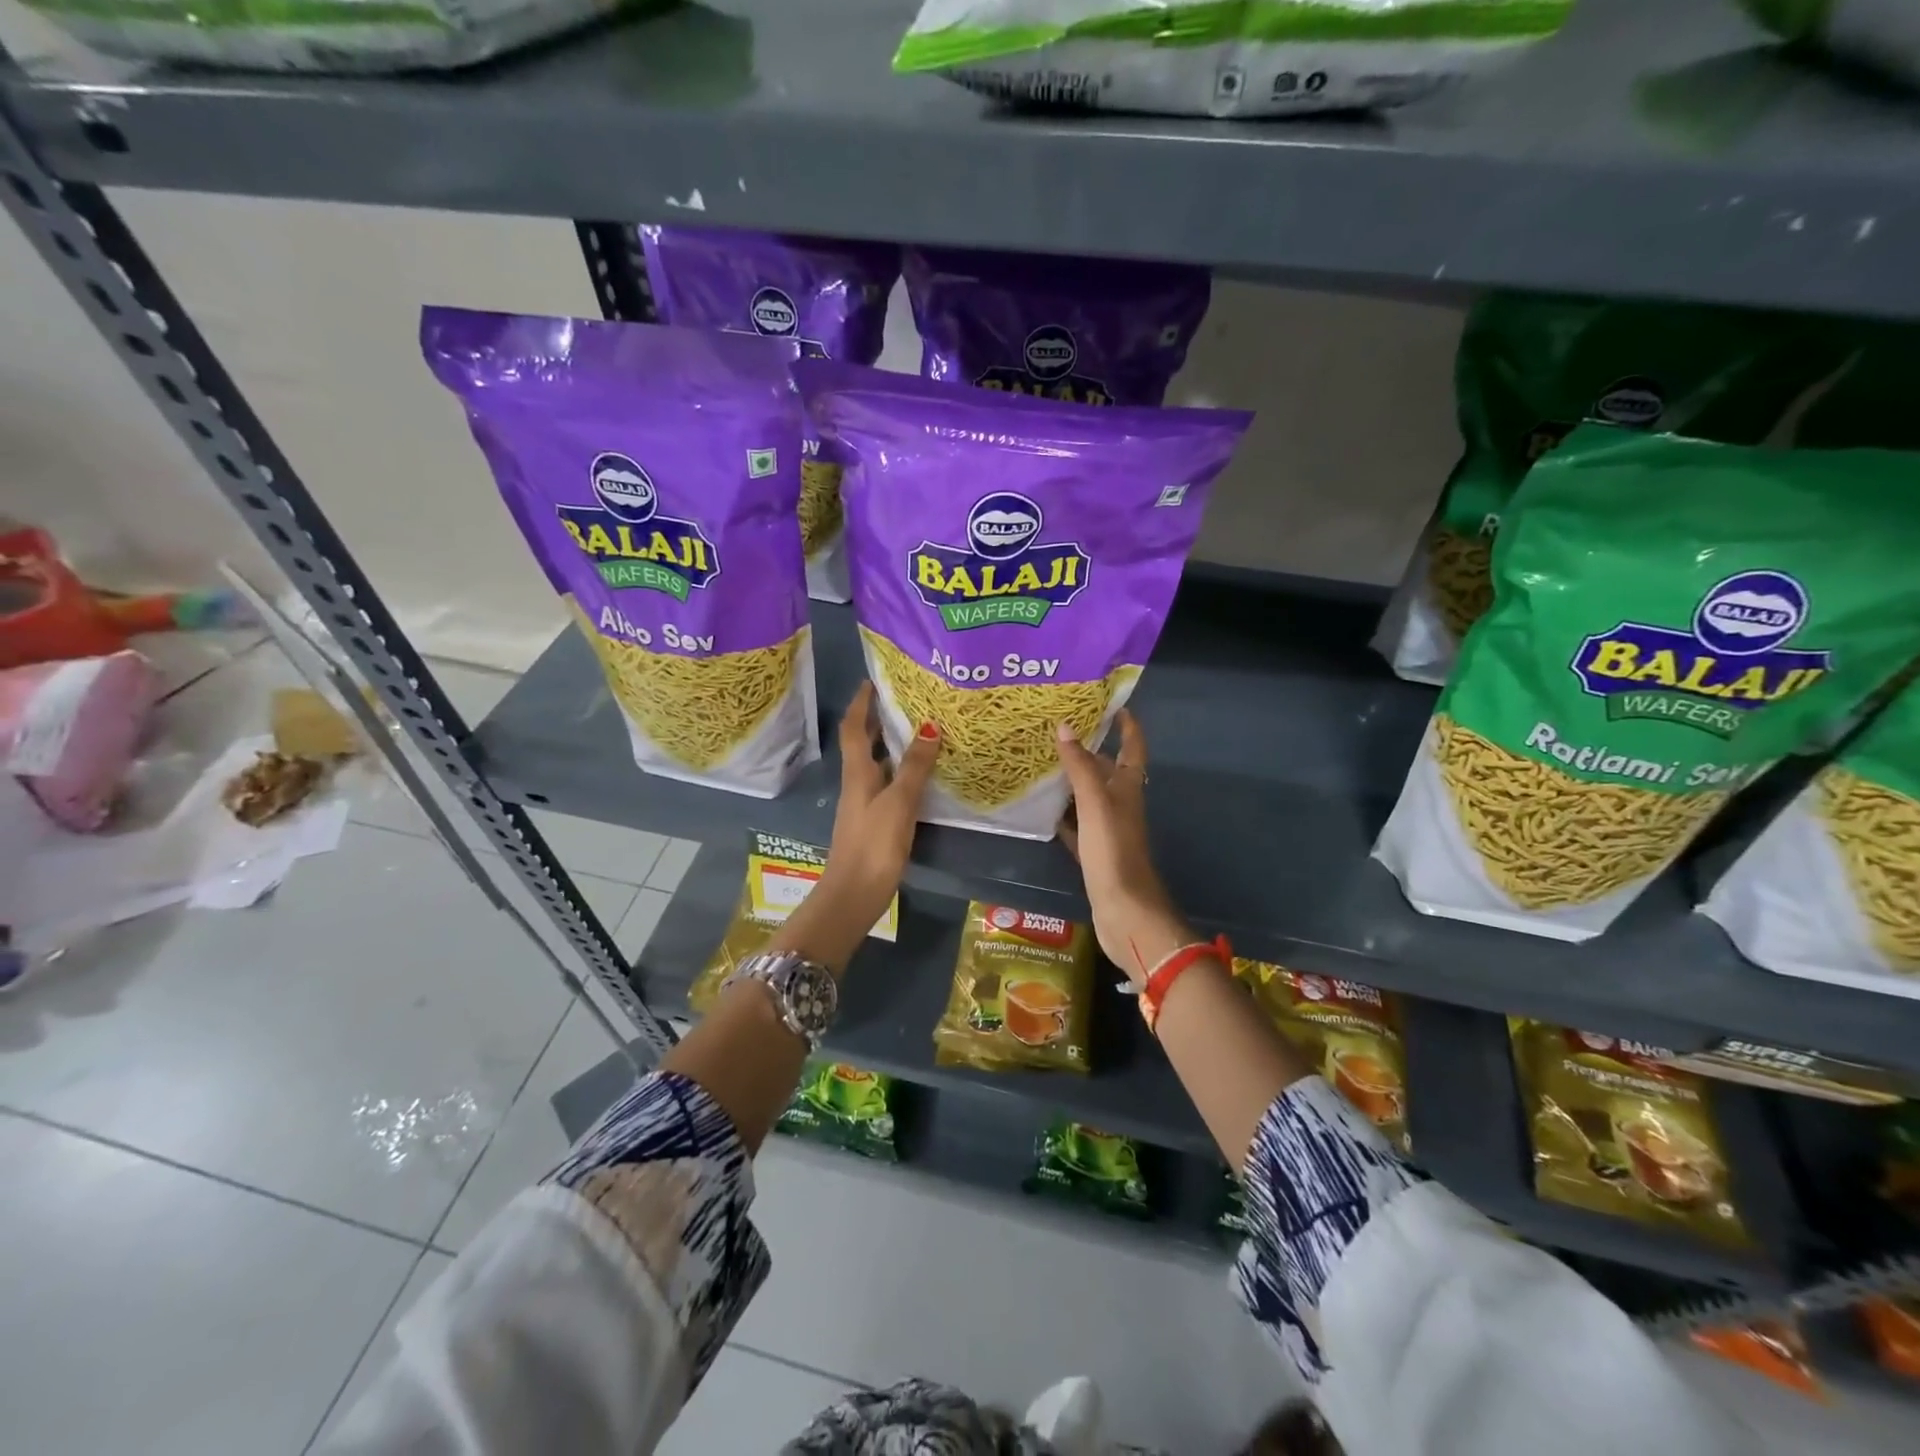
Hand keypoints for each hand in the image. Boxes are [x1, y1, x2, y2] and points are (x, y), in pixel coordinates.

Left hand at [769, 684, 940, 972]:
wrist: (854, 894)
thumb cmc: (873, 844)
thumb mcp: (899, 802)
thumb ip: (914, 766)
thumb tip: (929, 726)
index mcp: (857, 773)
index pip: (855, 728)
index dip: (861, 703)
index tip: (871, 681)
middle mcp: (857, 783)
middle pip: (864, 744)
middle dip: (877, 720)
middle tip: (902, 700)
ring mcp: (864, 804)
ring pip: (876, 764)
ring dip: (891, 745)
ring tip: (917, 730)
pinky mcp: (873, 823)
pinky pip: (887, 785)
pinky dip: (900, 772)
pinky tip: (919, 776)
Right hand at [1055, 713, 1193, 986]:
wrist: (1124, 910)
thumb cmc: (1114, 851)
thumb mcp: (1096, 803)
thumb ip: (1081, 767)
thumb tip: (1066, 727)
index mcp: (1129, 788)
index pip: (1132, 748)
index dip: (1127, 726)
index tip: (1113, 704)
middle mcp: (1121, 804)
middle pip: (1106, 770)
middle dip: (1088, 750)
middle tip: (1057, 730)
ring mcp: (1108, 830)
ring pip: (1088, 797)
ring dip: (1071, 781)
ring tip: (1041, 762)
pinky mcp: (1094, 852)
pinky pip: (1075, 825)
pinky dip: (1062, 815)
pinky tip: (1042, 809)